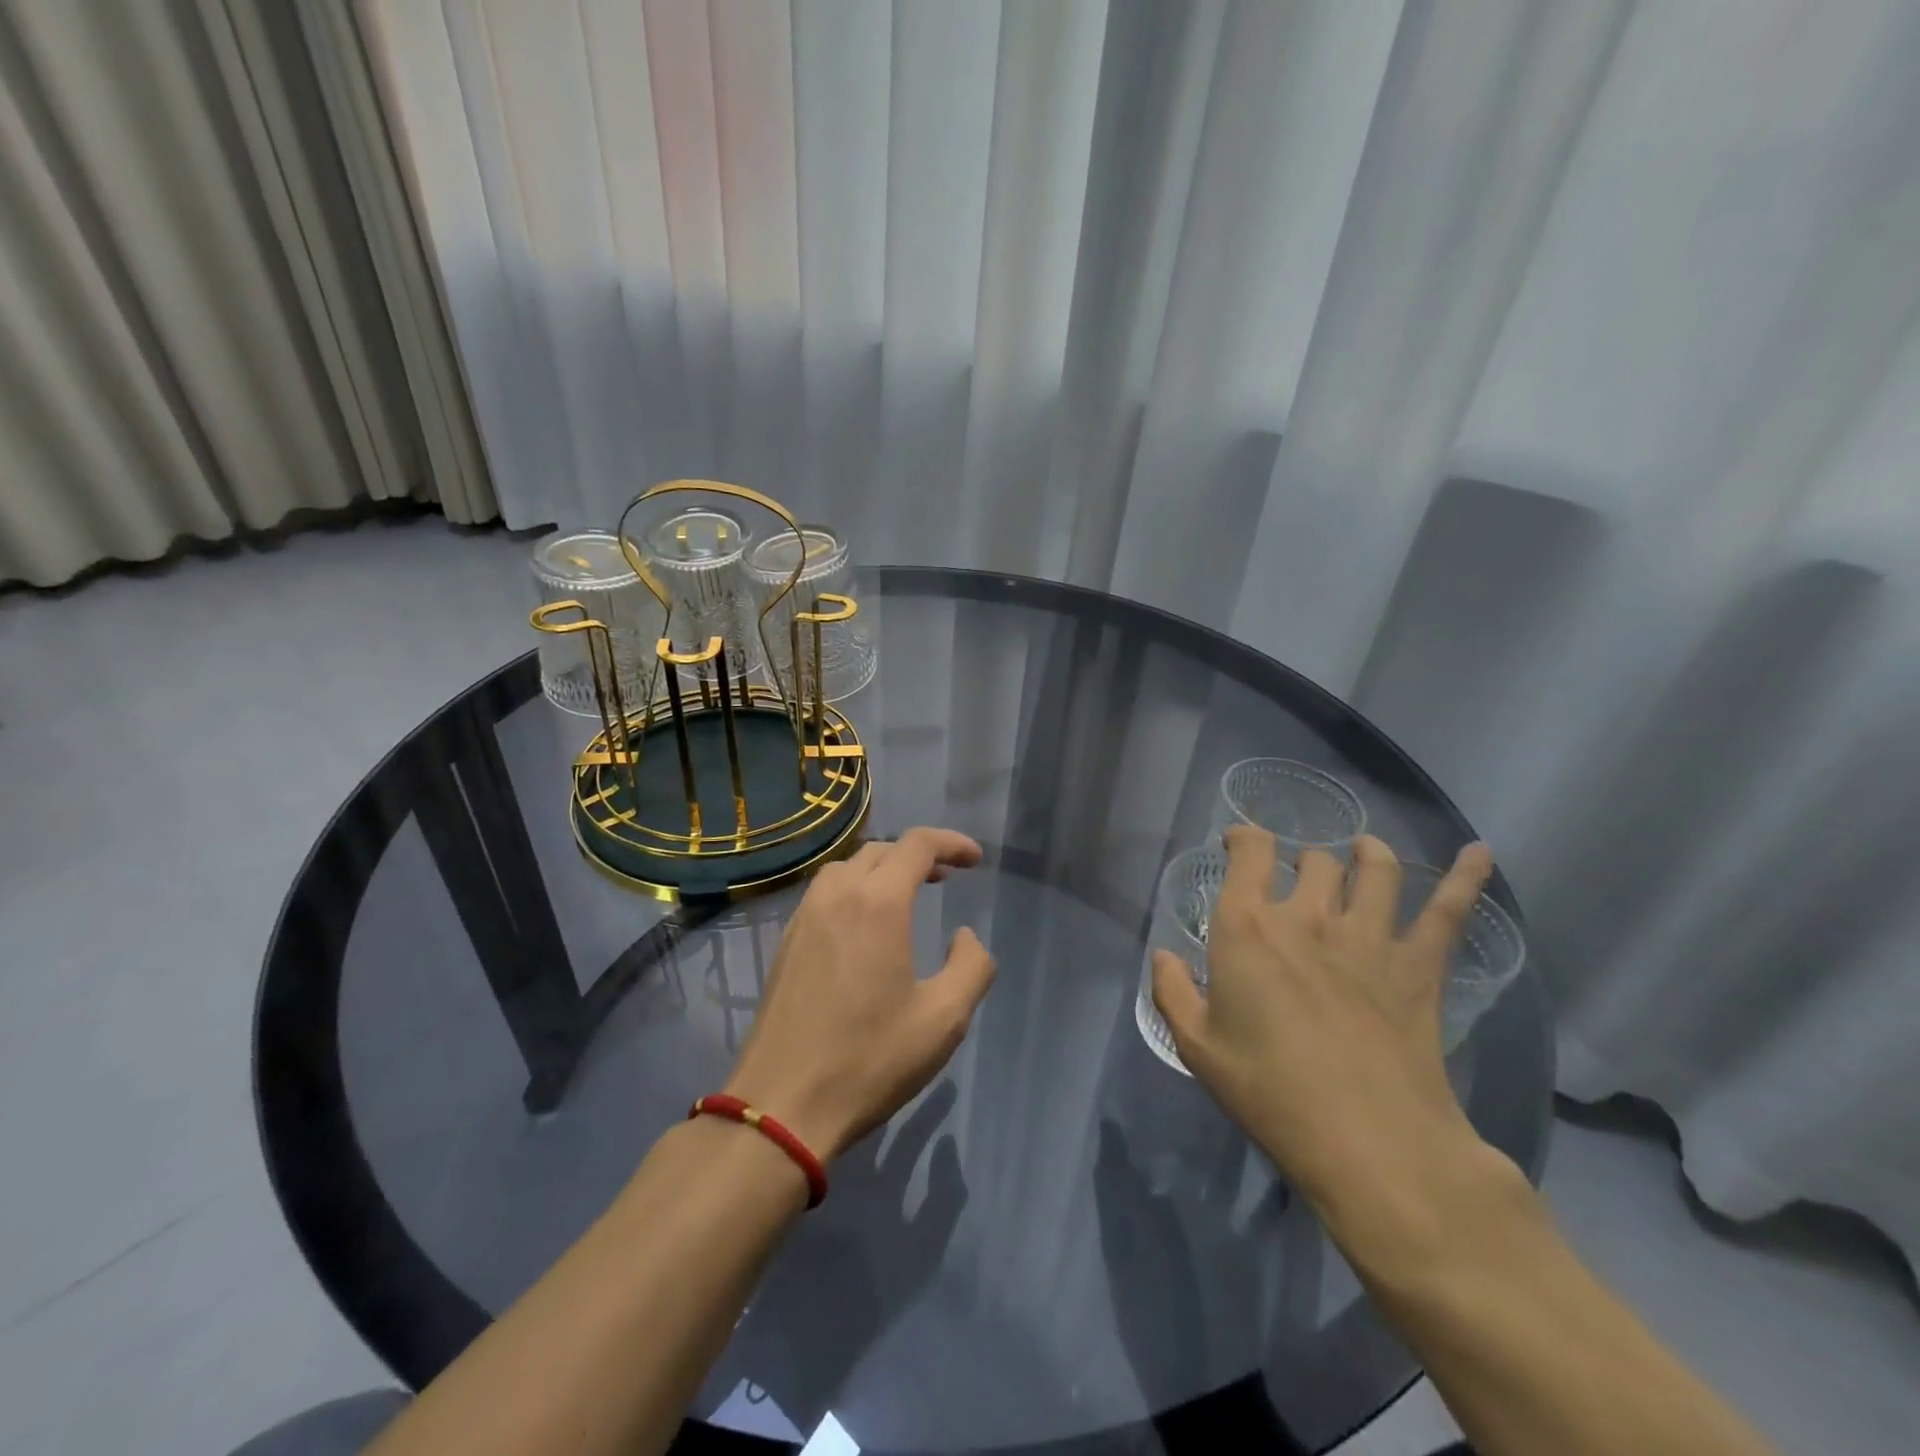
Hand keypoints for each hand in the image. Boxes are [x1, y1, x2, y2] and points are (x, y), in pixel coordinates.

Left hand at [724, 828, 995, 1161]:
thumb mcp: (943, 1019)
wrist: (782, 1104)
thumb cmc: (869, 1059)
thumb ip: (971, 967)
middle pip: (881, 850)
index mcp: (877, 903)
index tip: (975, 860)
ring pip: (847, 868)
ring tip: (906, 894)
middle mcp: (836, 896)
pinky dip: (853, 889)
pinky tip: (863, 925)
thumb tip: (965, 937)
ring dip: (882, 868)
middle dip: (919, 855)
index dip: (951, 843)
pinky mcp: (785, 943)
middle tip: (947, 877)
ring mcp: (804, 917)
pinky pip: (824, 893)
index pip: (917, 845)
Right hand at [1150, 828, 1496, 1212]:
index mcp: (1248, 928)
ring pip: (1374, 870)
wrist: (1368, 1140)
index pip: (1249, 854)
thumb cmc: (1269, 1090)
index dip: (1244, 838)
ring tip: (1363, 851)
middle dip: (1302, 861)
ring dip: (1366, 853)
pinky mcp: (1418, 967)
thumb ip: (1171, 992)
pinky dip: (1465, 877)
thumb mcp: (1196, 1047)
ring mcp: (1369, 937)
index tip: (1239, 844)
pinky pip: (1446, 911)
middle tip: (1297, 879)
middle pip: (1312, 860)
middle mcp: (1308, 916)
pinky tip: (1479, 852)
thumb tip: (1162, 956)